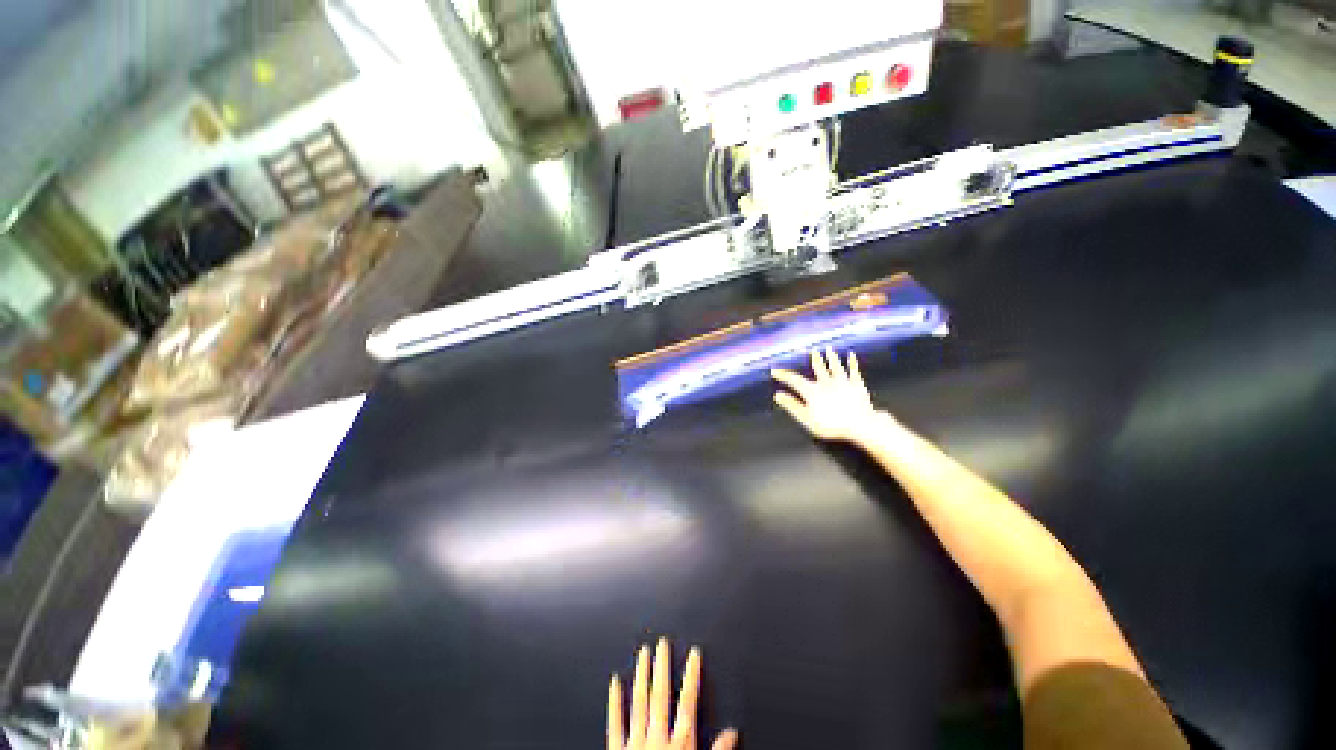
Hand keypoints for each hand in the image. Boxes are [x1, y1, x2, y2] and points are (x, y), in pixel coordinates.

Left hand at [608, 639, 737, 749]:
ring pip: (639, 703)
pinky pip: (615, 724)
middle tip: (661, 642)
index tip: (694, 653)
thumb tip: (733, 732)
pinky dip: (614, 703)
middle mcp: (657, 740)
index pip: (688, 703)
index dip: (692, 676)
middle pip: (661, 696)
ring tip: (642, 653)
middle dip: (662, 667)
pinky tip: (614, 683)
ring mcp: (635, 745)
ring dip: (641, 676)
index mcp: (679, 746)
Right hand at [771, 348, 885, 444]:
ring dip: (831, 357)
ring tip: (829, 349)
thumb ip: (792, 405)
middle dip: (814, 359)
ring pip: (835, 366)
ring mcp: (842, 382)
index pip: (794, 380)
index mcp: (812, 391)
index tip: (774, 371)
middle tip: (812, 351)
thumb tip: (777, 395)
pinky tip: (851, 355)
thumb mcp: (806, 418)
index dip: (784, 375)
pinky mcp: (857, 384)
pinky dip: (851, 362)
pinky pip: (853, 370)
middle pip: (818, 368)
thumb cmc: (830, 425)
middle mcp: (826, 382)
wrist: (859, 424)